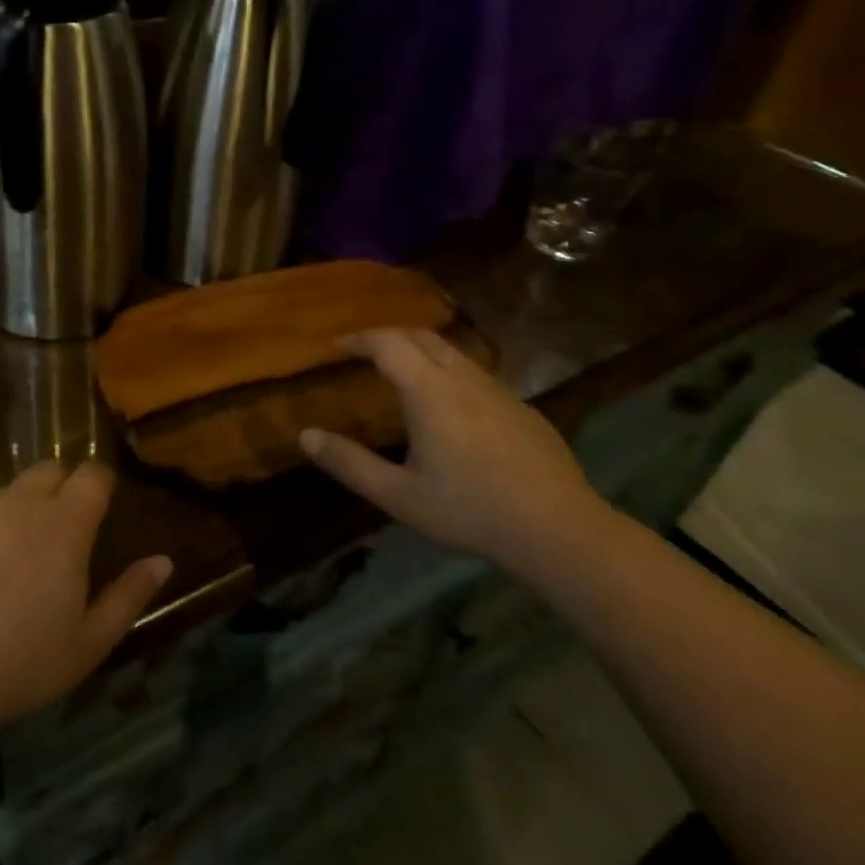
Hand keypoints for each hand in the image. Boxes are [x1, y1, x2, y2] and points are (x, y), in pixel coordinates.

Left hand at [0, 461, 172, 742]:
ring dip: (15, 517)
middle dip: (59, 491)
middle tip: (56, 542)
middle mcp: (18, 502)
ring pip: (4, 495)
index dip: (100, 486)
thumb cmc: (15, 665)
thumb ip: (129, 596)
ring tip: (4, 572)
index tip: (99, 512)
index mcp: (63, 524)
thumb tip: (163, 561)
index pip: (92, 474)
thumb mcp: (88, 644)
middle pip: (48, 471)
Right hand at [299, 328, 608, 563]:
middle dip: (387, 336)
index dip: (358, 338)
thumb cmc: (469, 510)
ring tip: (401, 372)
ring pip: (452, 351)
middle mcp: (463, 378)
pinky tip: (449, 406)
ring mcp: (497, 389)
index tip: (337, 346)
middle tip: (364, 352)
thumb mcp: (398, 495)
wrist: (558, 529)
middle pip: (421, 335)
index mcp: (429, 391)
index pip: (387, 343)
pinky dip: (448, 371)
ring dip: (420, 350)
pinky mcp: (521, 407)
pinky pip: (475, 373)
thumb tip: (305, 436)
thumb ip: (349, 463)